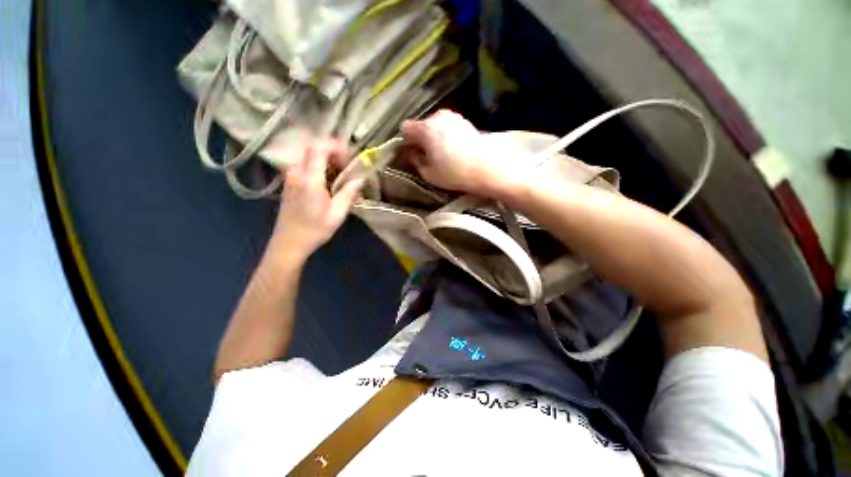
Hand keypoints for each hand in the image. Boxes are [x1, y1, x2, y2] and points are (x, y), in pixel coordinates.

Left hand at [271, 140, 363, 262]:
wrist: (289, 243)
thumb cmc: (314, 230)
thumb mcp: (337, 214)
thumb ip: (349, 193)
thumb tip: (361, 179)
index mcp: (309, 180)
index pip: (318, 148)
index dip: (335, 146)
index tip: (350, 157)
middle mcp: (296, 173)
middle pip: (313, 149)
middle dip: (333, 152)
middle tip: (348, 166)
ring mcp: (290, 177)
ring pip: (309, 157)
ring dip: (327, 161)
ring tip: (341, 175)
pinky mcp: (290, 183)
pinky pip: (305, 166)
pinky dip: (319, 168)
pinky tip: (329, 182)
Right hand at [401, 110, 530, 198]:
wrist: (487, 167)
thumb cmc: (454, 172)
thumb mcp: (429, 173)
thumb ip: (416, 161)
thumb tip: (411, 153)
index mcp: (425, 128)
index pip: (405, 128)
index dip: (405, 141)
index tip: (411, 154)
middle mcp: (438, 116)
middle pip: (421, 125)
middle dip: (420, 138)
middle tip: (426, 155)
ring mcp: (453, 116)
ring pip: (435, 125)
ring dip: (433, 136)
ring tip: (441, 153)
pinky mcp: (465, 121)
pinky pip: (447, 126)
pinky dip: (445, 135)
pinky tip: (453, 149)